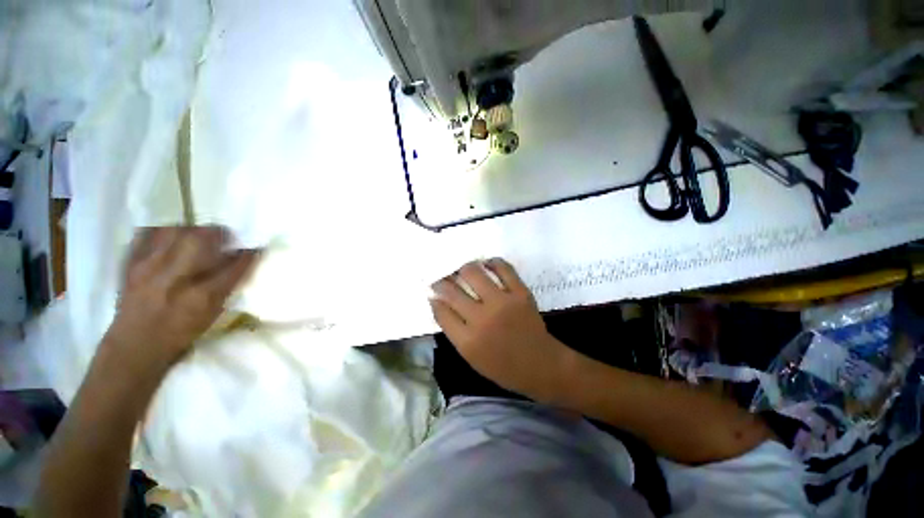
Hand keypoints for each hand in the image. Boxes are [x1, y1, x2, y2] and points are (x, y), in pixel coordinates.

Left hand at [103, 226, 259, 371]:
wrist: (135, 346)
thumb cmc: (180, 333)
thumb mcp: (211, 314)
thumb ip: (226, 287)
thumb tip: (238, 263)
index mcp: (202, 296)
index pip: (234, 266)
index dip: (248, 254)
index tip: (256, 247)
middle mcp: (176, 279)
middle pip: (201, 240)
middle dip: (218, 233)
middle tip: (225, 236)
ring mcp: (149, 269)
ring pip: (174, 232)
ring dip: (191, 229)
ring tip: (197, 234)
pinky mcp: (130, 265)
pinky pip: (146, 235)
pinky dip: (161, 231)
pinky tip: (169, 236)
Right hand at [429, 259, 570, 400]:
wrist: (541, 365)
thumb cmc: (503, 367)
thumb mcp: (471, 357)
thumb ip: (454, 331)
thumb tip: (439, 303)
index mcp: (467, 341)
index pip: (441, 311)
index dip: (434, 298)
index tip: (433, 291)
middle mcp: (481, 319)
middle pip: (452, 291)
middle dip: (442, 282)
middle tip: (443, 278)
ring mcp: (502, 303)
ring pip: (473, 273)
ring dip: (463, 268)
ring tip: (463, 269)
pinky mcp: (520, 293)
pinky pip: (503, 268)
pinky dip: (492, 262)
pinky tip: (486, 263)